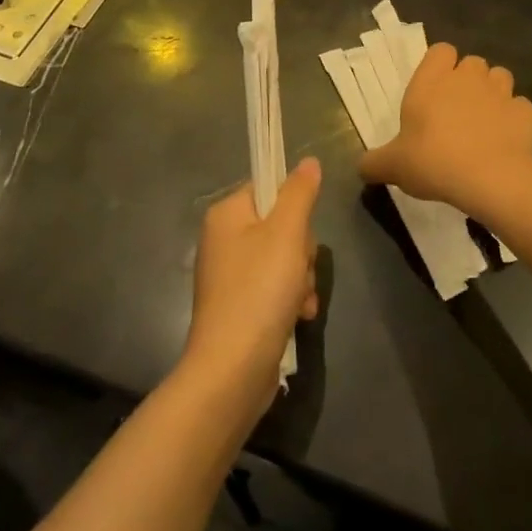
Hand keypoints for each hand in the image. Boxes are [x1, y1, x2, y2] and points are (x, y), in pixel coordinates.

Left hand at [184, 158, 320, 396]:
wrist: (232, 369)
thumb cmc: (259, 290)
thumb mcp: (287, 233)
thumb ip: (300, 193)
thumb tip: (308, 161)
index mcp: (226, 214)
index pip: (267, 187)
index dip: (294, 206)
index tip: (302, 230)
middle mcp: (223, 240)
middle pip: (279, 225)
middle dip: (302, 250)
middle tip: (301, 269)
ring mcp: (229, 276)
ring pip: (283, 258)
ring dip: (301, 278)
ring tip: (300, 300)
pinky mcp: (238, 306)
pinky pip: (274, 288)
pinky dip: (290, 299)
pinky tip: (298, 316)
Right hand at [359, 44, 531, 218]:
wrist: (490, 180)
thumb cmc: (434, 162)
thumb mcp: (394, 166)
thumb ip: (374, 162)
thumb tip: (361, 167)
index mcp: (432, 81)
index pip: (441, 50)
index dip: (440, 65)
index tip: (435, 89)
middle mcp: (467, 77)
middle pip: (472, 63)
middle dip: (467, 79)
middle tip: (457, 109)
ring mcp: (500, 92)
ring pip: (499, 77)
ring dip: (492, 92)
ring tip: (484, 120)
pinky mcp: (525, 112)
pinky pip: (518, 106)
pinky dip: (513, 117)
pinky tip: (505, 138)